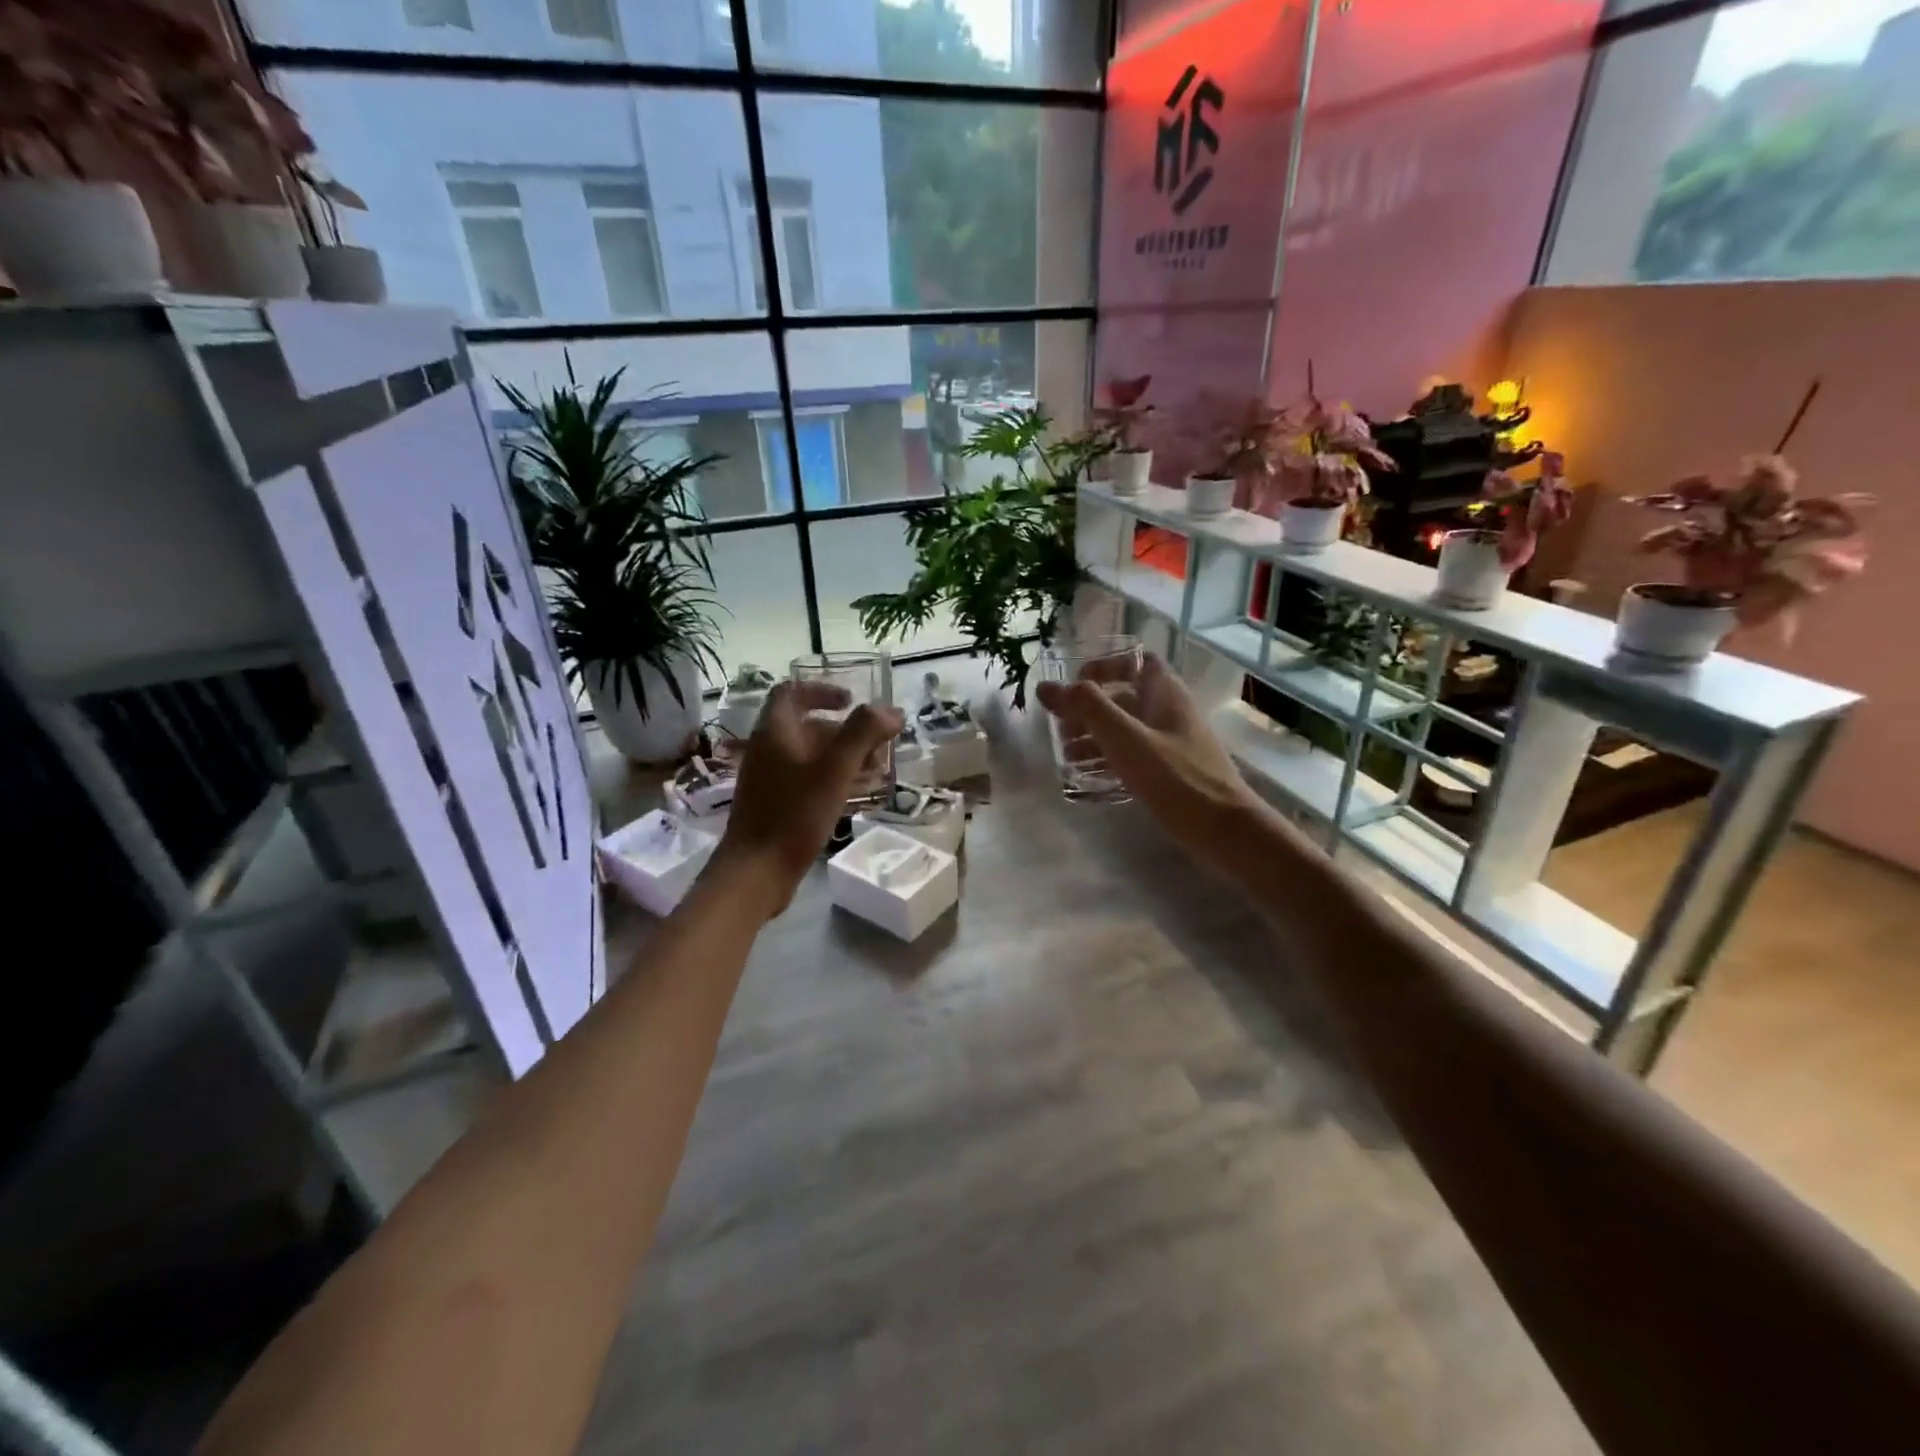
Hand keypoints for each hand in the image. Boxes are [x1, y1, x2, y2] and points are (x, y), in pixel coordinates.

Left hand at [714, 681, 903, 914]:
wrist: (756, 872)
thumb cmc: (794, 815)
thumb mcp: (834, 771)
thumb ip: (863, 734)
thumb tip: (891, 711)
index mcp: (774, 732)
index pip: (792, 692)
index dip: (822, 690)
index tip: (852, 701)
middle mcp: (767, 750)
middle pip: (806, 726)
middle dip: (845, 731)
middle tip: (877, 744)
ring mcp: (769, 779)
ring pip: (809, 755)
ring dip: (842, 756)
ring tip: (876, 769)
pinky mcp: (775, 804)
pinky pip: (807, 779)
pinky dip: (833, 778)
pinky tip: (857, 794)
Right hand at [1036, 653, 1260, 868]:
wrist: (1225, 828)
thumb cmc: (1175, 777)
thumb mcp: (1126, 738)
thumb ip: (1087, 708)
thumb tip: (1047, 686)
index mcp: (1164, 693)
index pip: (1134, 661)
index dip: (1103, 666)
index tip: (1074, 686)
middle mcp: (1169, 711)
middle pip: (1123, 697)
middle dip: (1088, 709)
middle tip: (1059, 729)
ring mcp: (1172, 743)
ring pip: (1126, 729)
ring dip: (1094, 737)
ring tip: (1065, 756)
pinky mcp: (1170, 771)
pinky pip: (1133, 755)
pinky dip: (1108, 759)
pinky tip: (1087, 776)